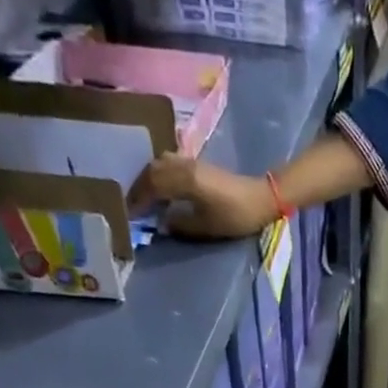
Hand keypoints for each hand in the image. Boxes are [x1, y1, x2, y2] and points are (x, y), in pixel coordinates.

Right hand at [127, 153, 277, 239]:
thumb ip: (181, 225)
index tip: (129, 213)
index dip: (138, 199)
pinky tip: (159, 188)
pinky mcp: (196, 163)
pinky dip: (158, 174)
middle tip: (130, 205)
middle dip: (139, 187)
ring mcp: (190, 161)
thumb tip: (161, 223)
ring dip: (147, 178)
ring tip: (142, 196)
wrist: (259, 198)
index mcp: (186, 180)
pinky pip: (169, 163)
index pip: (152, 185)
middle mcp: (184, 165)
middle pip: (152, 170)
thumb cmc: (235, 216)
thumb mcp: (207, 226)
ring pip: (159, 163)